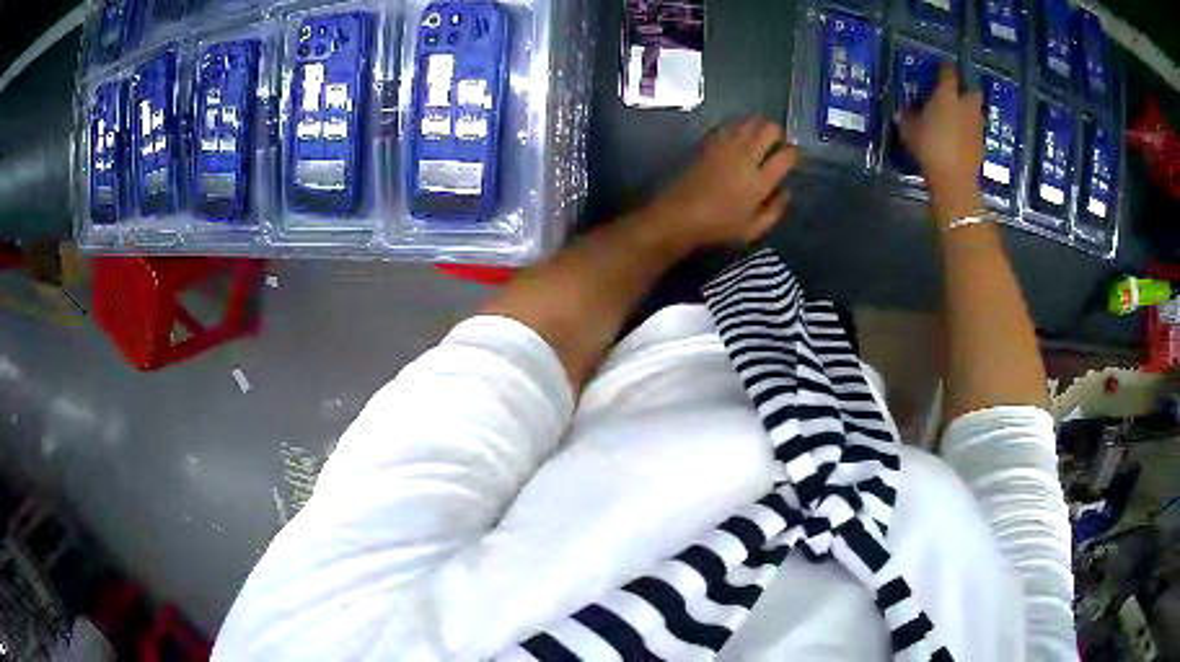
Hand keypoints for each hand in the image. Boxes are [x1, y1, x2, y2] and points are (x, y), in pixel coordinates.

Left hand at [642, 117, 797, 252]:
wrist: (678, 215)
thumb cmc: (718, 227)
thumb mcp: (753, 230)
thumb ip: (775, 210)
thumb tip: (786, 191)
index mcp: (760, 180)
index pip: (787, 155)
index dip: (794, 154)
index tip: (792, 158)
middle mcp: (746, 156)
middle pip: (770, 129)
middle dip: (777, 133)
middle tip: (775, 144)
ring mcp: (726, 145)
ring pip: (749, 120)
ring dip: (757, 125)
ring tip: (757, 137)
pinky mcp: (708, 141)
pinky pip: (728, 124)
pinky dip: (737, 126)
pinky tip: (736, 137)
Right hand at [898, 64, 984, 219]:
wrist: (954, 180)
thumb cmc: (929, 147)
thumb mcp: (909, 130)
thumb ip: (907, 116)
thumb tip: (902, 110)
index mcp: (947, 95)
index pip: (948, 72)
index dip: (945, 67)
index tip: (942, 66)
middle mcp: (965, 105)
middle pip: (972, 90)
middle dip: (967, 89)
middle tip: (957, 93)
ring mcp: (976, 126)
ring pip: (976, 110)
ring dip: (969, 111)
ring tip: (957, 117)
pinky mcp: (981, 145)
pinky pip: (976, 131)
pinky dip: (970, 131)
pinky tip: (961, 138)